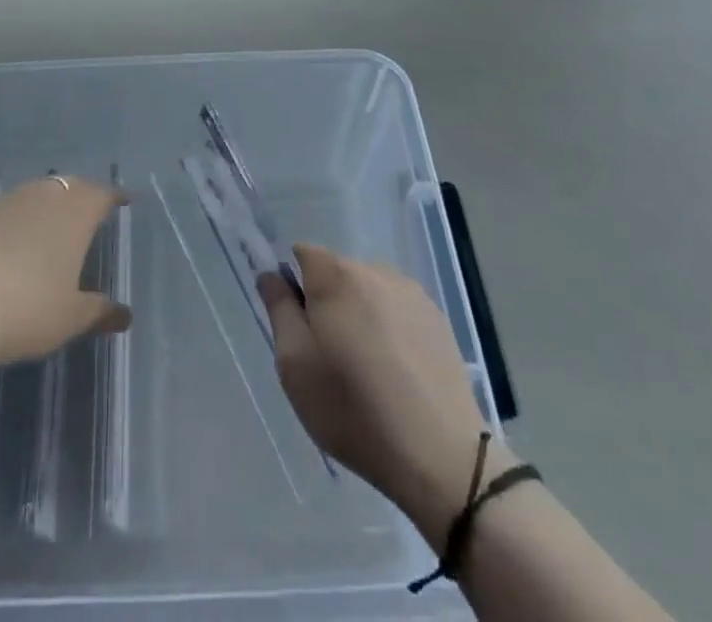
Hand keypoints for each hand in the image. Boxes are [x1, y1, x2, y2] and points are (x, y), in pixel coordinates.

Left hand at [0, 175, 131, 371]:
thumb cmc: (24, 310)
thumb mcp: (69, 319)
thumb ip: (99, 311)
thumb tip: (124, 314)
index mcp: (74, 213)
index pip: (101, 194)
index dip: (113, 198)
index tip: (121, 203)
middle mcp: (41, 195)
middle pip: (68, 186)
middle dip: (80, 197)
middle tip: (86, 215)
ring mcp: (3, 200)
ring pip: (32, 194)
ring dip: (43, 207)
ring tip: (46, 230)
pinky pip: (0, 210)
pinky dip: (10, 222)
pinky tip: (3, 246)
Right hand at [258, 244, 498, 543]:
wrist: (439, 457)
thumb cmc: (353, 409)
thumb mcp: (295, 364)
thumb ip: (279, 309)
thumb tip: (271, 274)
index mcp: (336, 275)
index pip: (302, 254)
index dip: (293, 284)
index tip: (297, 326)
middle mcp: (375, 270)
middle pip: (336, 272)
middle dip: (326, 302)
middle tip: (328, 356)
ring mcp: (412, 293)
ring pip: (368, 291)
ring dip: (359, 314)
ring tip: (366, 369)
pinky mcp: (438, 319)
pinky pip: (398, 310)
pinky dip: (389, 329)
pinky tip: (396, 373)